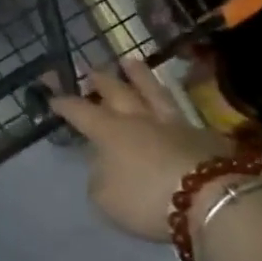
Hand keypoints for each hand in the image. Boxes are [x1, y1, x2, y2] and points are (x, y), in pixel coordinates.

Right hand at [49, 57, 251, 241]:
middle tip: (91, 69)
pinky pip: (180, 112)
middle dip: (100, 79)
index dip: (65, 104)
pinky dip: (170, 105)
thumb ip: (99, 178)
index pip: (80, 111)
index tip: (53, 97)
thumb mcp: (106, 199)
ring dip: (138, 76)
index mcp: (109, 132)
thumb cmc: (146, 199)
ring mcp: (173, 123)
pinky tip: (171, 105)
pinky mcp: (202, 134)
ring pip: (152, 91)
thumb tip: (103, 166)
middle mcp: (138, 119)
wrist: (209, 198)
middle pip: (117, 91)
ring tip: (129, 61)